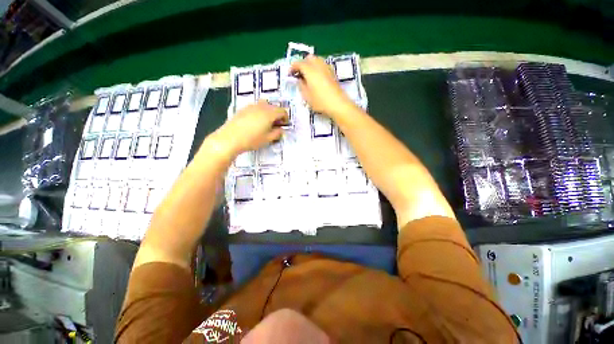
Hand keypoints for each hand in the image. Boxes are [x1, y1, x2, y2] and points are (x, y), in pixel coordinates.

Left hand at [213, 101, 287, 156]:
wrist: (230, 138)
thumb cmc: (252, 140)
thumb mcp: (268, 139)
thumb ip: (277, 133)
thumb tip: (281, 130)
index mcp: (269, 113)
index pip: (282, 111)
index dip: (285, 118)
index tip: (284, 125)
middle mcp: (261, 107)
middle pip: (274, 107)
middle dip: (278, 115)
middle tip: (276, 125)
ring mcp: (251, 106)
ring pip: (265, 105)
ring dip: (269, 112)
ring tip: (266, 122)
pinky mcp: (243, 109)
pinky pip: (256, 107)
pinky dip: (260, 112)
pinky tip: (256, 122)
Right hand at [290, 55, 354, 117]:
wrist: (338, 104)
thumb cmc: (320, 101)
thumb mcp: (307, 96)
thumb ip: (301, 86)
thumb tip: (300, 80)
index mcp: (310, 70)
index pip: (299, 63)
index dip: (292, 67)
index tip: (289, 74)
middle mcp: (318, 65)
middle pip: (309, 58)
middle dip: (302, 63)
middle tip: (299, 74)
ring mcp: (327, 68)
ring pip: (317, 60)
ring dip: (311, 65)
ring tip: (308, 76)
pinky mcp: (333, 73)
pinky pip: (323, 65)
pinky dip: (317, 68)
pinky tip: (317, 78)